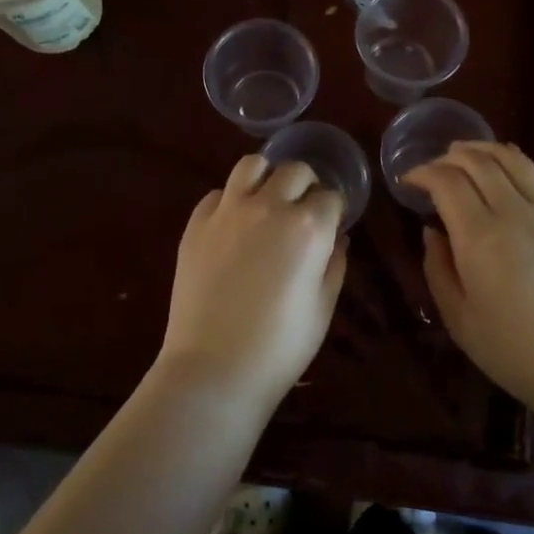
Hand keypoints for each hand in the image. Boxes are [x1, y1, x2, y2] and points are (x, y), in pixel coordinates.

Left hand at [158, 155, 348, 407]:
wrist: (214, 369)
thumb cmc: (280, 347)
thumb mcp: (322, 308)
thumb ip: (334, 264)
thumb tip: (337, 237)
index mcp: (308, 227)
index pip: (331, 196)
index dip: (335, 210)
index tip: (332, 225)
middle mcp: (269, 206)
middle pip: (295, 170)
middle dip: (306, 185)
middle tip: (303, 210)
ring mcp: (228, 211)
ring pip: (252, 164)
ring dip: (267, 177)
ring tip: (268, 200)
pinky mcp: (196, 223)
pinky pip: (217, 193)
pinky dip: (231, 200)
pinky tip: (234, 225)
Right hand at [405, 142, 533, 418]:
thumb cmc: (513, 351)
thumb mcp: (459, 319)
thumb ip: (438, 268)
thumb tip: (431, 232)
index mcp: (479, 237)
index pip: (446, 181)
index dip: (422, 173)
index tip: (408, 182)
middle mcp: (513, 213)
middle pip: (478, 161)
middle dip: (448, 156)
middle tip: (432, 169)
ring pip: (512, 159)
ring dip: (483, 149)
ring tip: (464, 153)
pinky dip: (516, 161)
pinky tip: (506, 167)